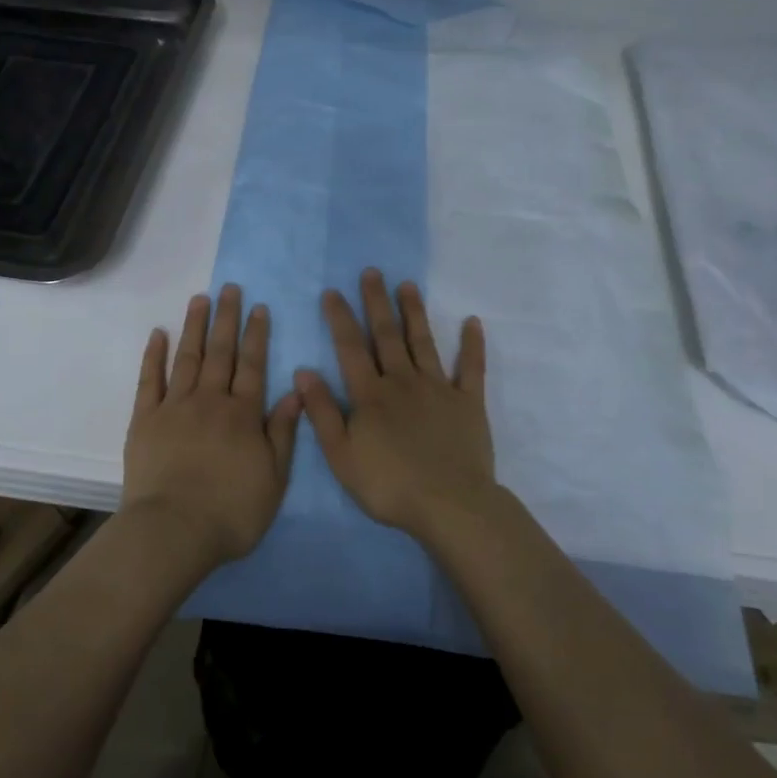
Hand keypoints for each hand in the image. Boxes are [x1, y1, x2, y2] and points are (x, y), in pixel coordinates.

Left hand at [122, 284, 300, 568]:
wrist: (174, 530)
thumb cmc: (231, 512)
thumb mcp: (274, 478)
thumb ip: (283, 433)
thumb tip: (296, 392)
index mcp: (243, 414)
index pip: (253, 365)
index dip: (257, 335)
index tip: (258, 307)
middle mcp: (210, 400)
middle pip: (221, 352)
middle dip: (227, 318)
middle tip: (229, 288)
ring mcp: (174, 407)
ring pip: (187, 357)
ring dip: (194, 326)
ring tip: (199, 299)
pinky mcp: (145, 420)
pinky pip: (149, 380)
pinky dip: (153, 355)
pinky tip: (158, 334)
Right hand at [295, 269, 495, 543]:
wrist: (449, 505)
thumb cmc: (389, 484)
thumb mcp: (341, 455)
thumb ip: (322, 412)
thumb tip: (303, 372)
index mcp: (371, 395)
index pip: (350, 348)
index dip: (340, 318)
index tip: (332, 291)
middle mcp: (403, 382)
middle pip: (386, 335)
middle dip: (376, 302)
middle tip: (372, 272)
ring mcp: (439, 389)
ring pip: (423, 342)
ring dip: (414, 312)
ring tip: (407, 285)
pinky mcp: (469, 402)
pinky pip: (472, 368)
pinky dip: (472, 345)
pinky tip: (473, 322)